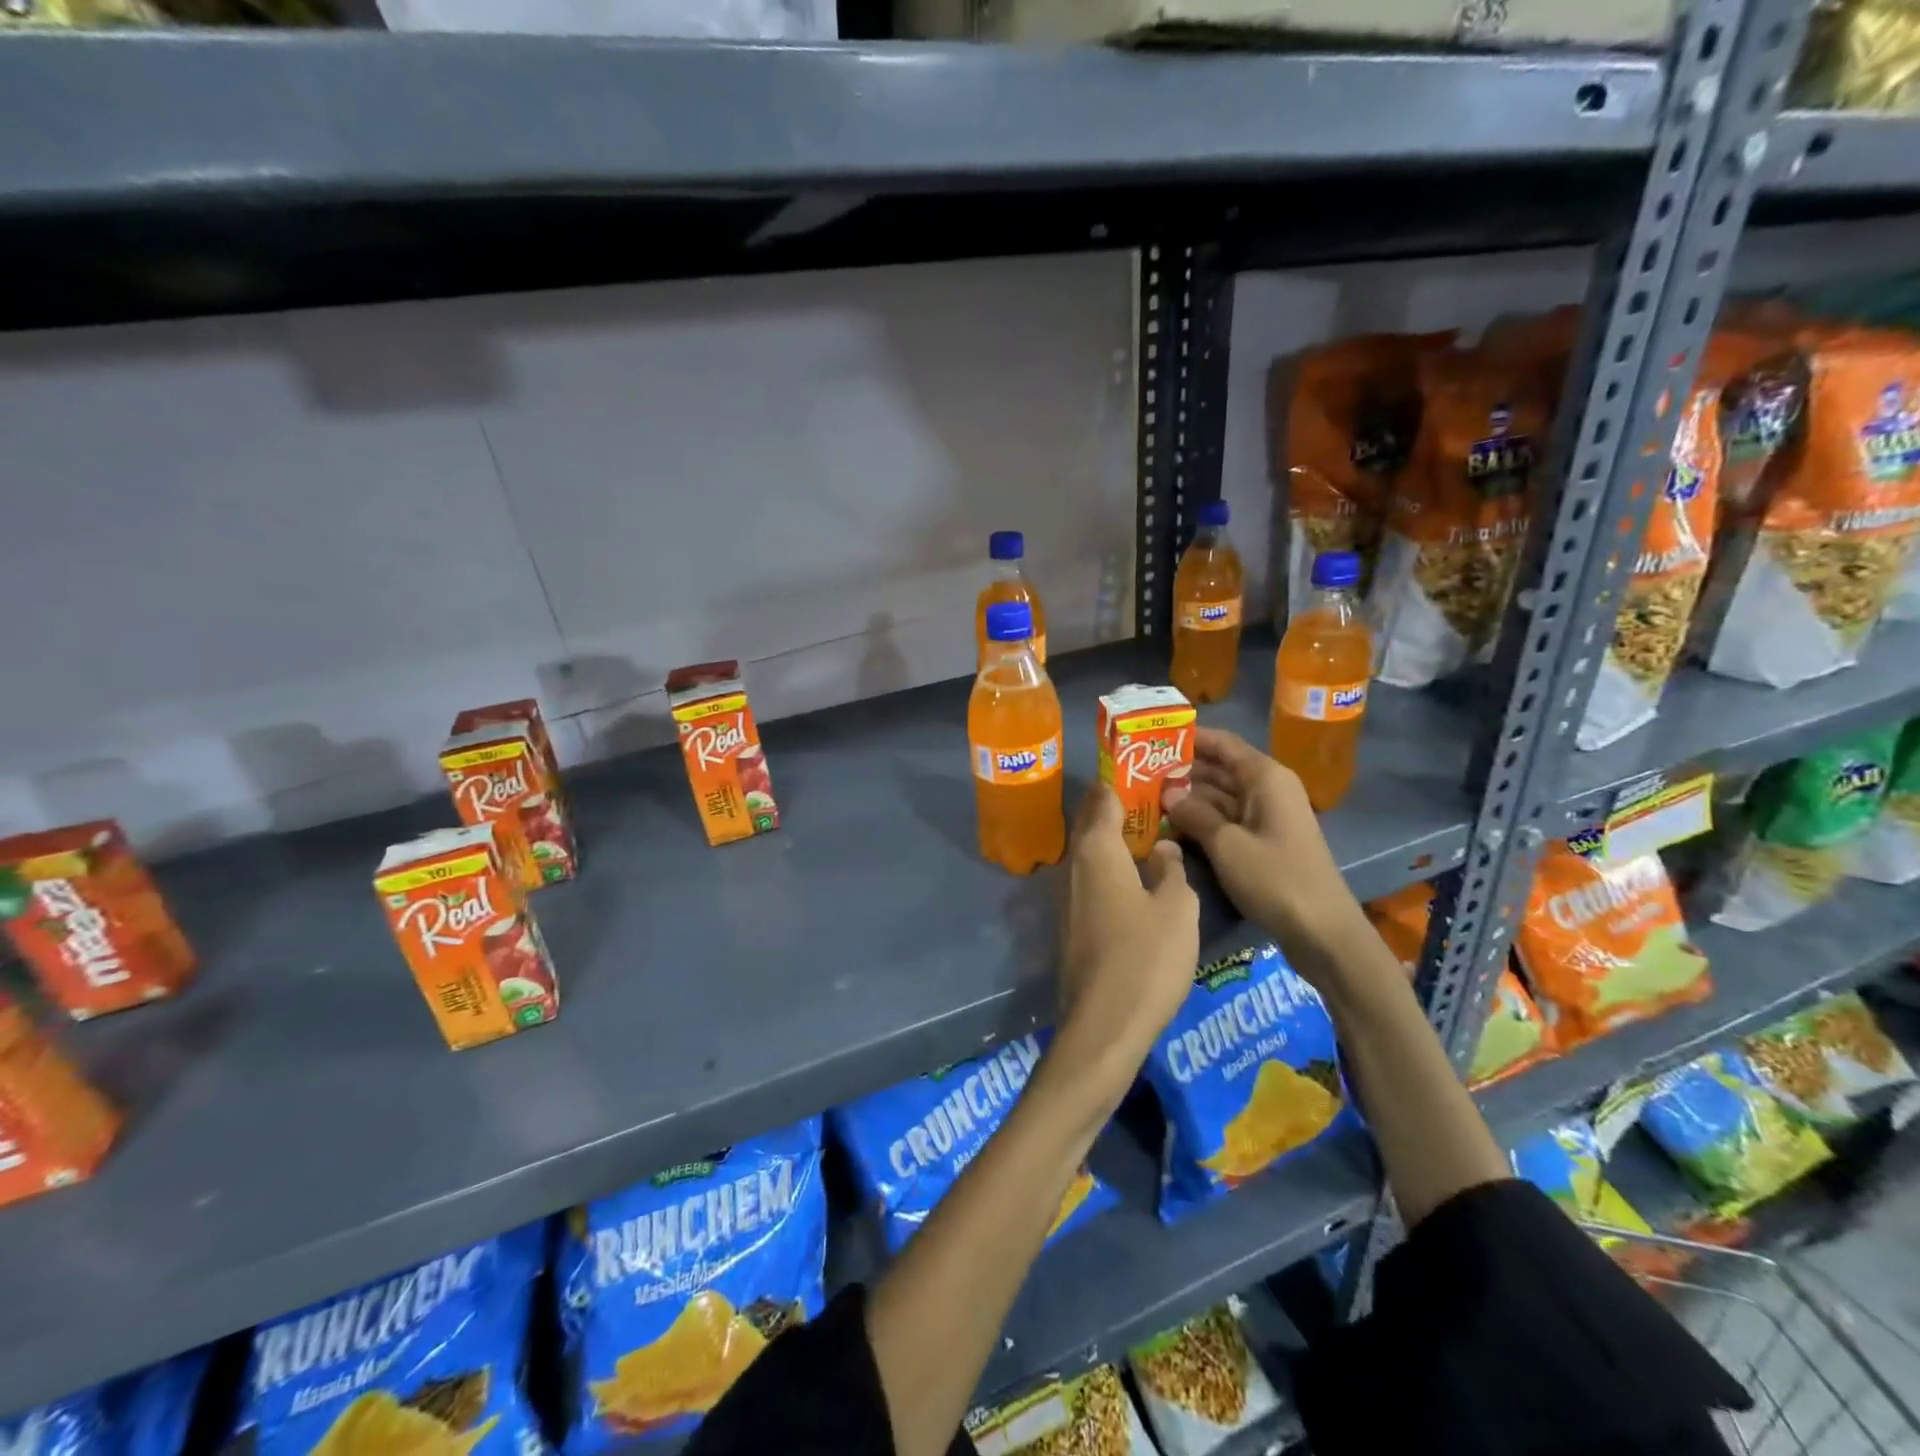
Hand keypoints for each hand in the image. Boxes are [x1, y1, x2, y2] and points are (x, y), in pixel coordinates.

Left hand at [1053, 783, 1199, 1094]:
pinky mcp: (1069, 924)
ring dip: (1113, 840)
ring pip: (1089, 853)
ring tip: (1149, 834)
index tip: (1143, 769)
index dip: (1120, 780)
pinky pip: (1090, 880)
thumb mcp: (1177, 908)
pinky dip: (1109, 868)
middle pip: (1092, 823)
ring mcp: (1066, 896)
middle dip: (1117, 807)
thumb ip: (1171, 869)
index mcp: (1097, 851)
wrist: (1103, 1025)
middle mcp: (1073, 866)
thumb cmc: (1145, 958)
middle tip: (1153, 798)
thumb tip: (1161, 848)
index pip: (1103, 798)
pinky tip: (1135, 879)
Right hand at [1163, 729, 1362, 985]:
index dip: (1190, 738)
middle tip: (1138, 773)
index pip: (1223, 743)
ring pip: (1220, 796)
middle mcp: (1268, 789)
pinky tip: (1170, 826)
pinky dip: (1202, 820)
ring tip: (1146, 798)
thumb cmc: (1276, 878)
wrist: (1322, 930)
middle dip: (1182, 770)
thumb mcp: (1226, 844)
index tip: (1152, 737)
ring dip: (1188, 798)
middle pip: (1220, 768)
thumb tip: (1167, 794)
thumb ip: (1194, 814)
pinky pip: (1227, 820)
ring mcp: (1267, 817)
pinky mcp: (1264, 842)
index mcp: (1265, 777)